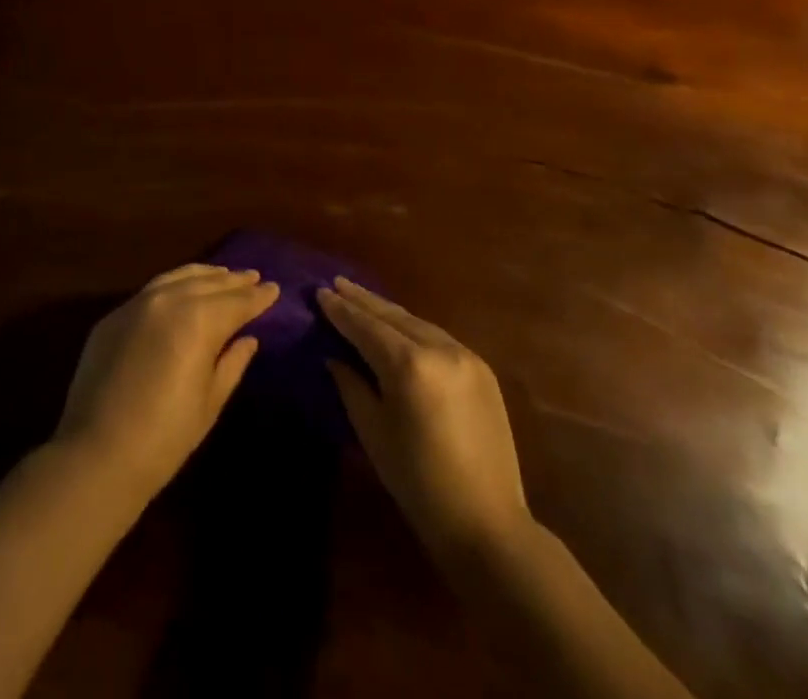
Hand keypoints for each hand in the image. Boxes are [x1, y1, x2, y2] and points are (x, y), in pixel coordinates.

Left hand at [55, 264, 278, 500]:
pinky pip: (152, 289)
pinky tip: (182, 288)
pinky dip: (175, 283)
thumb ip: (232, 362)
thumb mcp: (210, 402)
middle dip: (234, 281)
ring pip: (179, 277)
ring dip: (205, 275)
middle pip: (209, 283)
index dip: (258, 297)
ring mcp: (137, 304)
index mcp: (199, 320)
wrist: (97, 455)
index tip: (274, 288)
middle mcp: (169, 300)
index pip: (237, 302)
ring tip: (222, 274)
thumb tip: (247, 339)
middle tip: (253, 276)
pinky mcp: (114, 316)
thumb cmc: (165, 436)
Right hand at [317, 278, 530, 555]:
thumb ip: (351, 387)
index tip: (320, 292)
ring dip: (388, 311)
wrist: (487, 522)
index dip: (341, 311)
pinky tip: (399, 326)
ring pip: (417, 322)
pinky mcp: (481, 368)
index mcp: (409, 366)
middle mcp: (439, 348)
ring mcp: (465, 355)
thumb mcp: (373, 434)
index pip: (366, 327)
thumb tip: (334, 356)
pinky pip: (438, 337)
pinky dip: (413, 328)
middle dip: (362, 300)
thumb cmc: (418, 484)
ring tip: (362, 299)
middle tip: (337, 283)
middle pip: (393, 315)